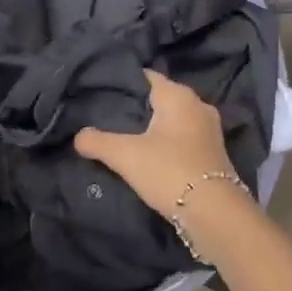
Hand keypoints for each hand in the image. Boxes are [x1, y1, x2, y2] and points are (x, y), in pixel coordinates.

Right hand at [74, 69, 237, 214]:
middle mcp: (197, 105)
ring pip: (171, 119)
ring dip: (151, 126)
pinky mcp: (212, 153)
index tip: (100, 91)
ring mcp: (209, 130)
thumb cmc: (169, 171)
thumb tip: (78, 136)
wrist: (214, 214)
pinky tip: (147, 154)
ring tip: (122, 135)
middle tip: (106, 114)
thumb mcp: (124, 155)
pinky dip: (165, 142)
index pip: (146, 76)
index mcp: (178, 96)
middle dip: (136, 105)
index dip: (123, 82)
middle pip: (159, 97)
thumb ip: (97, 141)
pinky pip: (181, 137)